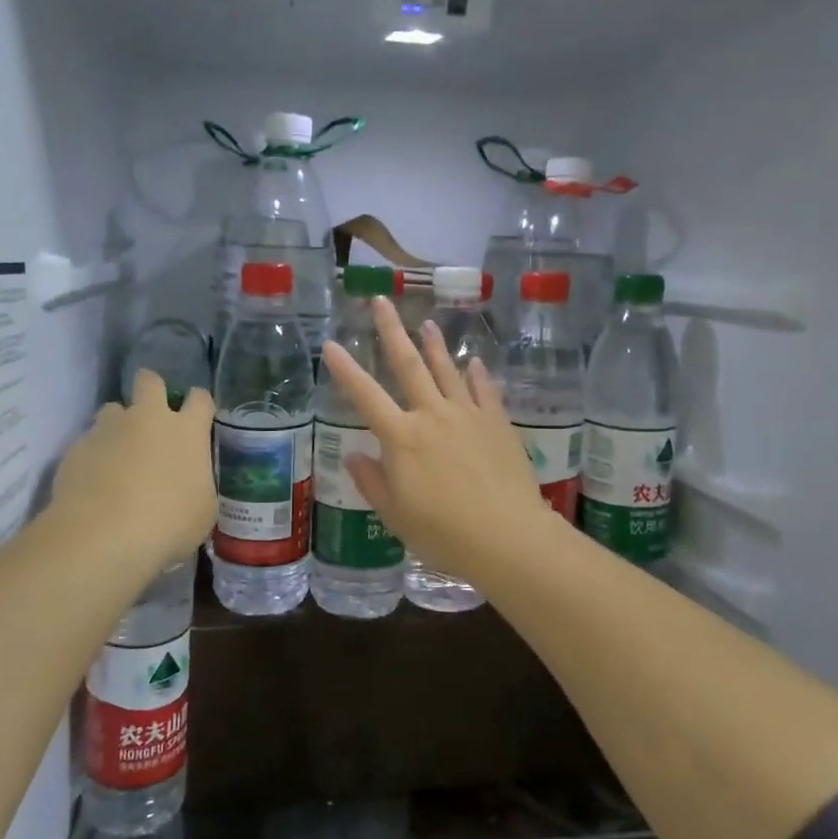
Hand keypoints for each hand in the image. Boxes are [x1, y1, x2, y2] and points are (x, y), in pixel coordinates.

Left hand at [50, 371, 215, 571]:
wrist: (103, 535)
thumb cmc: (168, 524)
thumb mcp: (203, 511)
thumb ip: (198, 485)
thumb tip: (191, 483)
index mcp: (187, 432)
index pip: (200, 399)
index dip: (199, 404)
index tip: (197, 418)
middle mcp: (148, 419)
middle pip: (149, 381)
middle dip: (151, 390)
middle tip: (151, 416)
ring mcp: (109, 429)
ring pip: (112, 409)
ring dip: (118, 426)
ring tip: (117, 455)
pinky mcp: (77, 447)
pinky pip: (88, 442)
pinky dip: (93, 456)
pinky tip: (94, 483)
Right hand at [321, 296, 553, 583]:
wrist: (506, 537)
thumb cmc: (443, 533)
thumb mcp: (395, 514)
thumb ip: (373, 481)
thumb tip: (354, 456)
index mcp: (401, 438)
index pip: (365, 396)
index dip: (345, 370)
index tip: (330, 344)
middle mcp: (432, 416)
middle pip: (408, 365)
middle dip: (392, 331)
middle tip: (382, 301)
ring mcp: (468, 415)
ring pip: (447, 371)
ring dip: (435, 346)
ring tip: (427, 323)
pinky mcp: (497, 424)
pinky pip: (485, 391)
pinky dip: (477, 375)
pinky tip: (474, 362)